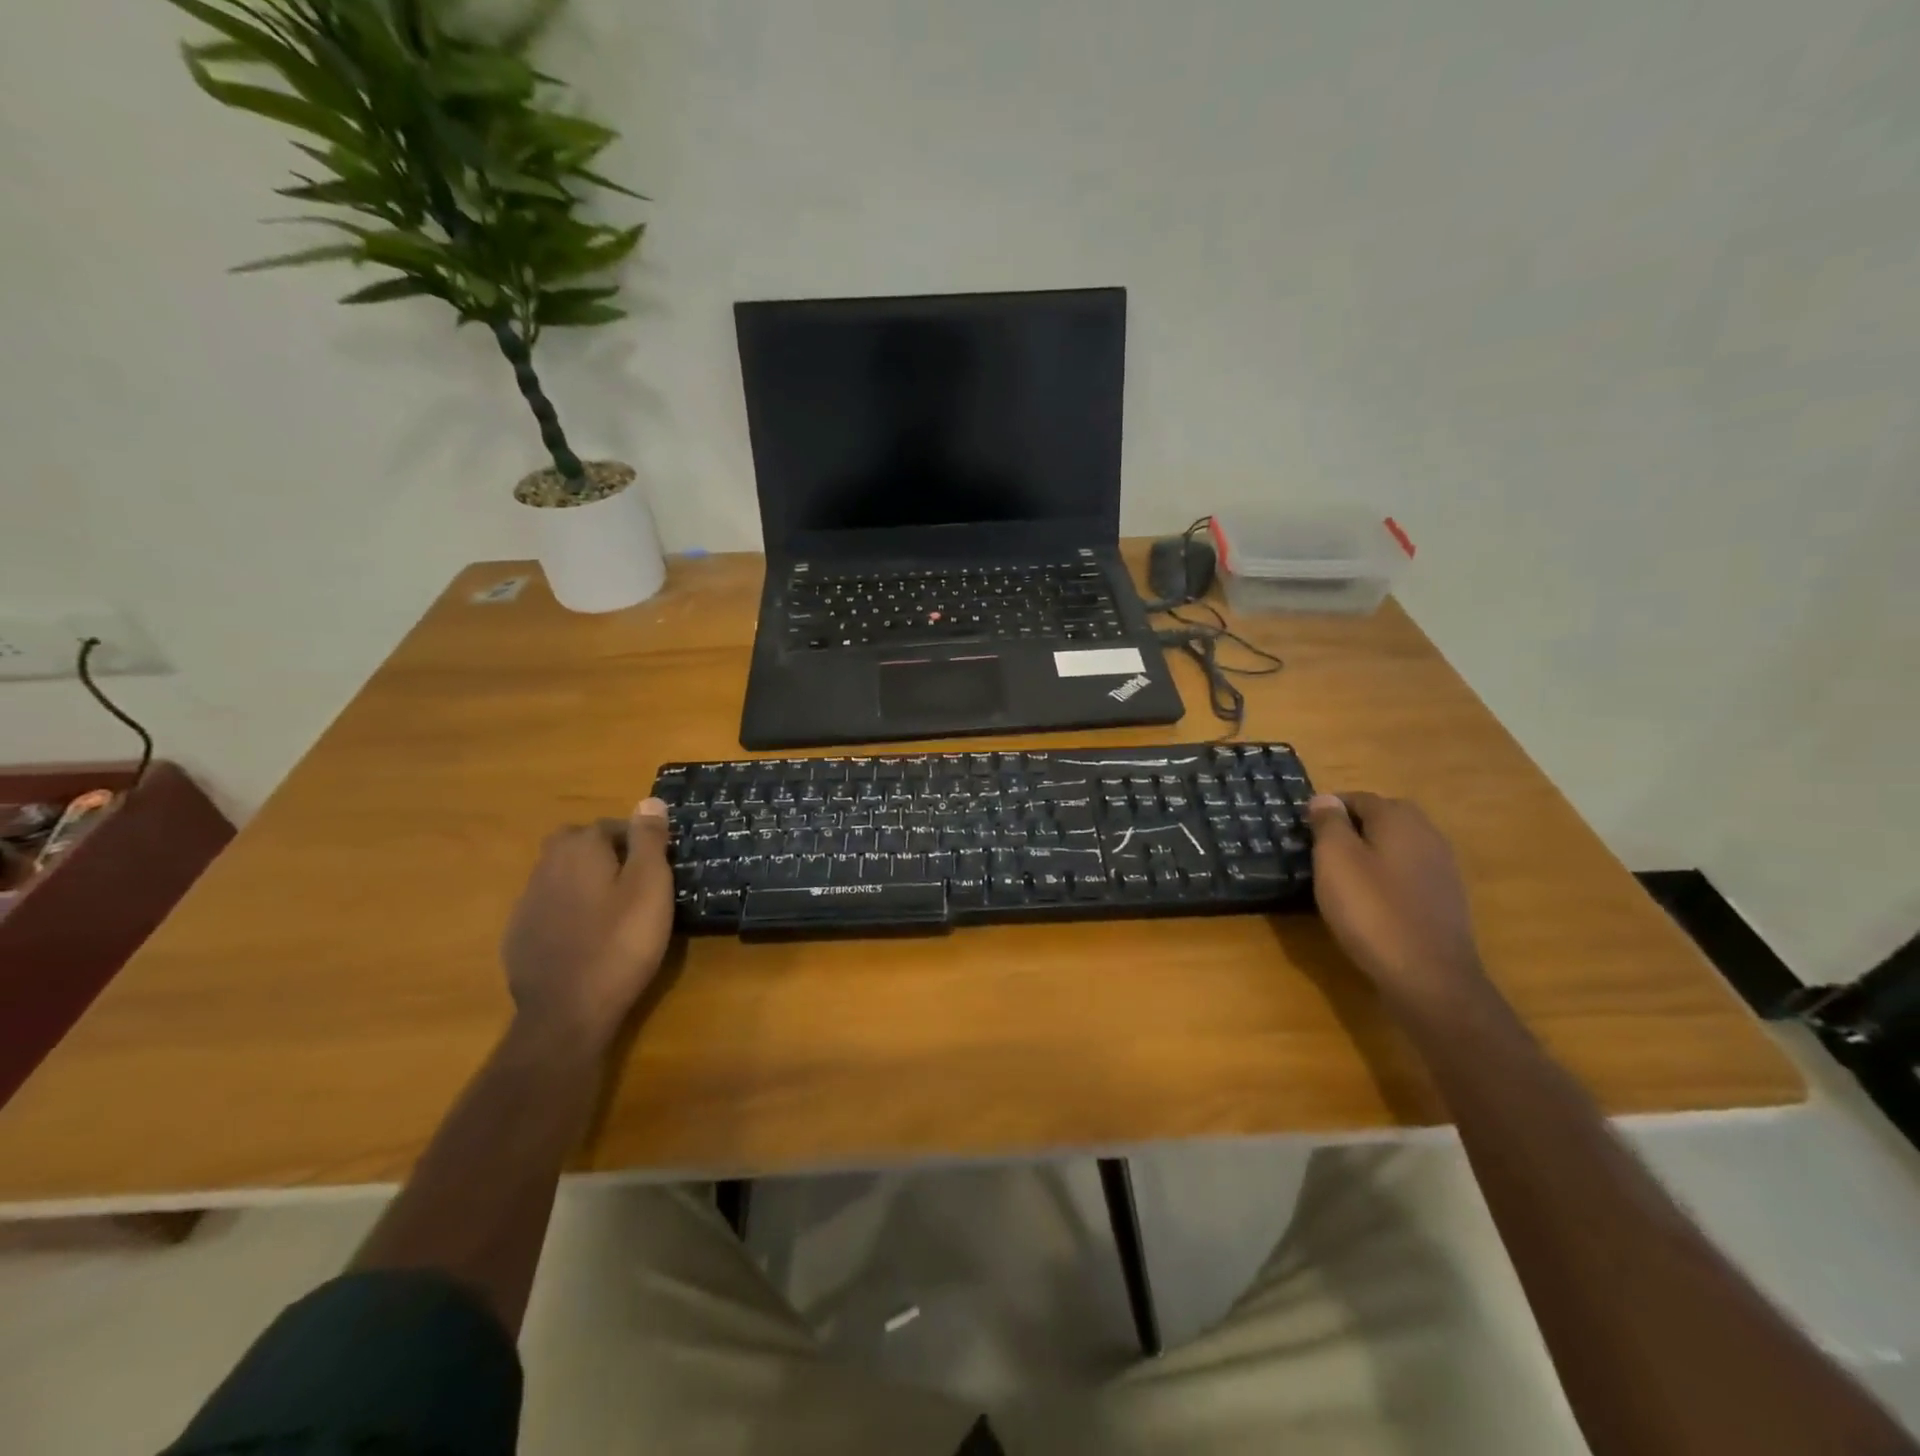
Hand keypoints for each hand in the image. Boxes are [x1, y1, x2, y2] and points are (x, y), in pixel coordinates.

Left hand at [501, 798, 674, 1051]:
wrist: (567, 1013)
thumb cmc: (621, 943)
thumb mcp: (650, 886)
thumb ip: (649, 840)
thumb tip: (649, 801)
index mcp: (579, 849)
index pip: (610, 825)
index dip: (637, 840)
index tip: (658, 864)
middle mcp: (545, 867)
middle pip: (576, 844)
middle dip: (603, 852)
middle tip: (634, 880)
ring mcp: (526, 903)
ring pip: (559, 875)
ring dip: (583, 881)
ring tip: (613, 909)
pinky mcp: (518, 937)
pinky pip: (547, 908)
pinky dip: (567, 911)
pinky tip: (586, 936)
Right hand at [1306, 792, 1485, 1000]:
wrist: (1429, 976)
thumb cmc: (1372, 910)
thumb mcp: (1335, 860)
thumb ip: (1329, 823)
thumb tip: (1325, 798)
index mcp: (1399, 819)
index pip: (1358, 798)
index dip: (1328, 808)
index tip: (1303, 829)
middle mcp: (1427, 835)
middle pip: (1383, 817)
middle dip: (1352, 826)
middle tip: (1320, 849)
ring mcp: (1442, 868)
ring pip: (1397, 846)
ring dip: (1370, 852)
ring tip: (1341, 876)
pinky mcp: (1445, 899)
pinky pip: (1408, 873)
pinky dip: (1386, 876)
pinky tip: (1370, 900)